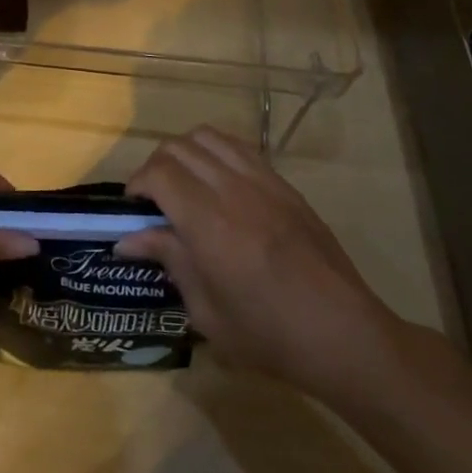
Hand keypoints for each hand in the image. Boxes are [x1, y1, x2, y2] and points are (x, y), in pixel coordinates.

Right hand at [115, 127, 408, 409]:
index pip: (158, 173)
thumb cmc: (268, 334)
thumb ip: (169, 261)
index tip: (132, 208)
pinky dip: (216, 153)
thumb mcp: (206, 310)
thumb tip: (127, 240)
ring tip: (183, 183)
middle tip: (153, 199)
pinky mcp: (284, 185)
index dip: (137, 184)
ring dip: (185, 153)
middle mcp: (232, 189)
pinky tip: (217, 183)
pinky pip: (239, 148)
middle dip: (155, 166)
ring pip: (208, 137)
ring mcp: (262, 182)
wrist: (344, 335)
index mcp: (208, 222)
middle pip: (178, 148)